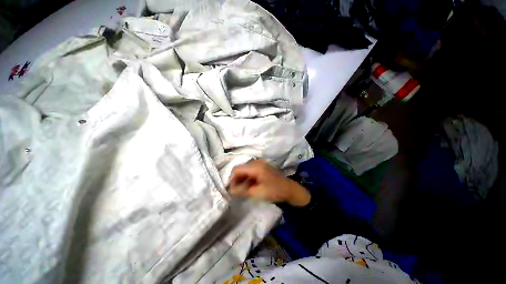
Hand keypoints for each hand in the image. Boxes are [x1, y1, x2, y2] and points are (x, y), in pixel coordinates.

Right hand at [229, 160, 310, 206]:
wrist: (289, 189)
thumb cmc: (274, 191)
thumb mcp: (257, 193)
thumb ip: (242, 191)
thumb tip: (230, 190)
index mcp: (255, 167)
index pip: (237, 169)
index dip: (232, 179)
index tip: (230, 189)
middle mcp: (256, 162)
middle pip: (241, 169)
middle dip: (237, 179)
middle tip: (236, 191)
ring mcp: (260, 164)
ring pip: (245, 170)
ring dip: (242, 179)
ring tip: (242, 190)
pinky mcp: (262, 167)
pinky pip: (251, 171)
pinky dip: (248, 178)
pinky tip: (249, 186)